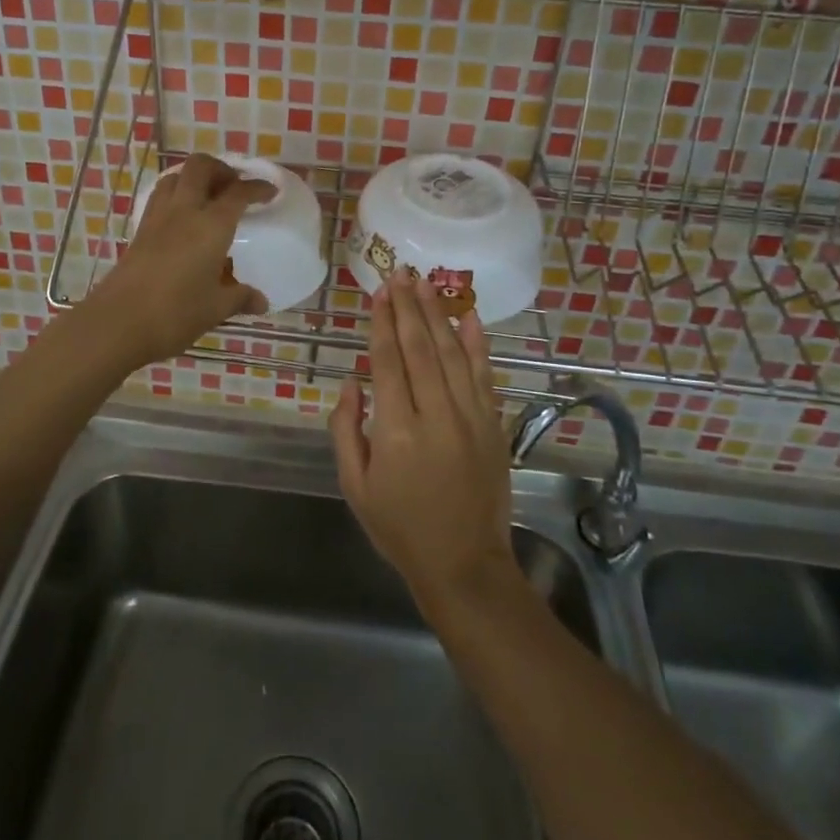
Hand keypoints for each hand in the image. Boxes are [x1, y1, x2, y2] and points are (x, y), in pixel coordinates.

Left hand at [85, 153, 275, 366]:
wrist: (117, 322)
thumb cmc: (174, 313)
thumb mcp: (215, 308)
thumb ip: (240, 298)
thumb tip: (261, 301)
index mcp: (211, 225)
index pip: (238, 192)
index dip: (257, 187)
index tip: (270, 192)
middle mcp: (184, 211)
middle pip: (201, 167)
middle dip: (222, 169)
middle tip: (235, 188)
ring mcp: (157, 218)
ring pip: (175, 176)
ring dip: (195, 178)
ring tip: (209, 198)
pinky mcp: (139, 230)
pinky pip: (160, 197)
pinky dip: (176, 195)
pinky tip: (183, 219)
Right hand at [330, 268, 519, 613]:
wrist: (464, 566)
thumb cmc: (400, 527)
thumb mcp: (355, 486)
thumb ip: (346, 429)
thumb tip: (351, 382)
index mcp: (397, 432)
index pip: (387, 362)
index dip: (381, 324)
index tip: (378, 293)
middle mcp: (436, 416)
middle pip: (421, 348)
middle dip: (408, 307)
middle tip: (400, 274)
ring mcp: (470, 419)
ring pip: (453, 354)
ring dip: (437, 315)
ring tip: (425, 285)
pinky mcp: (493, 426)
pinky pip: (484, 376)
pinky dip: (478, 344)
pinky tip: (470, 317)